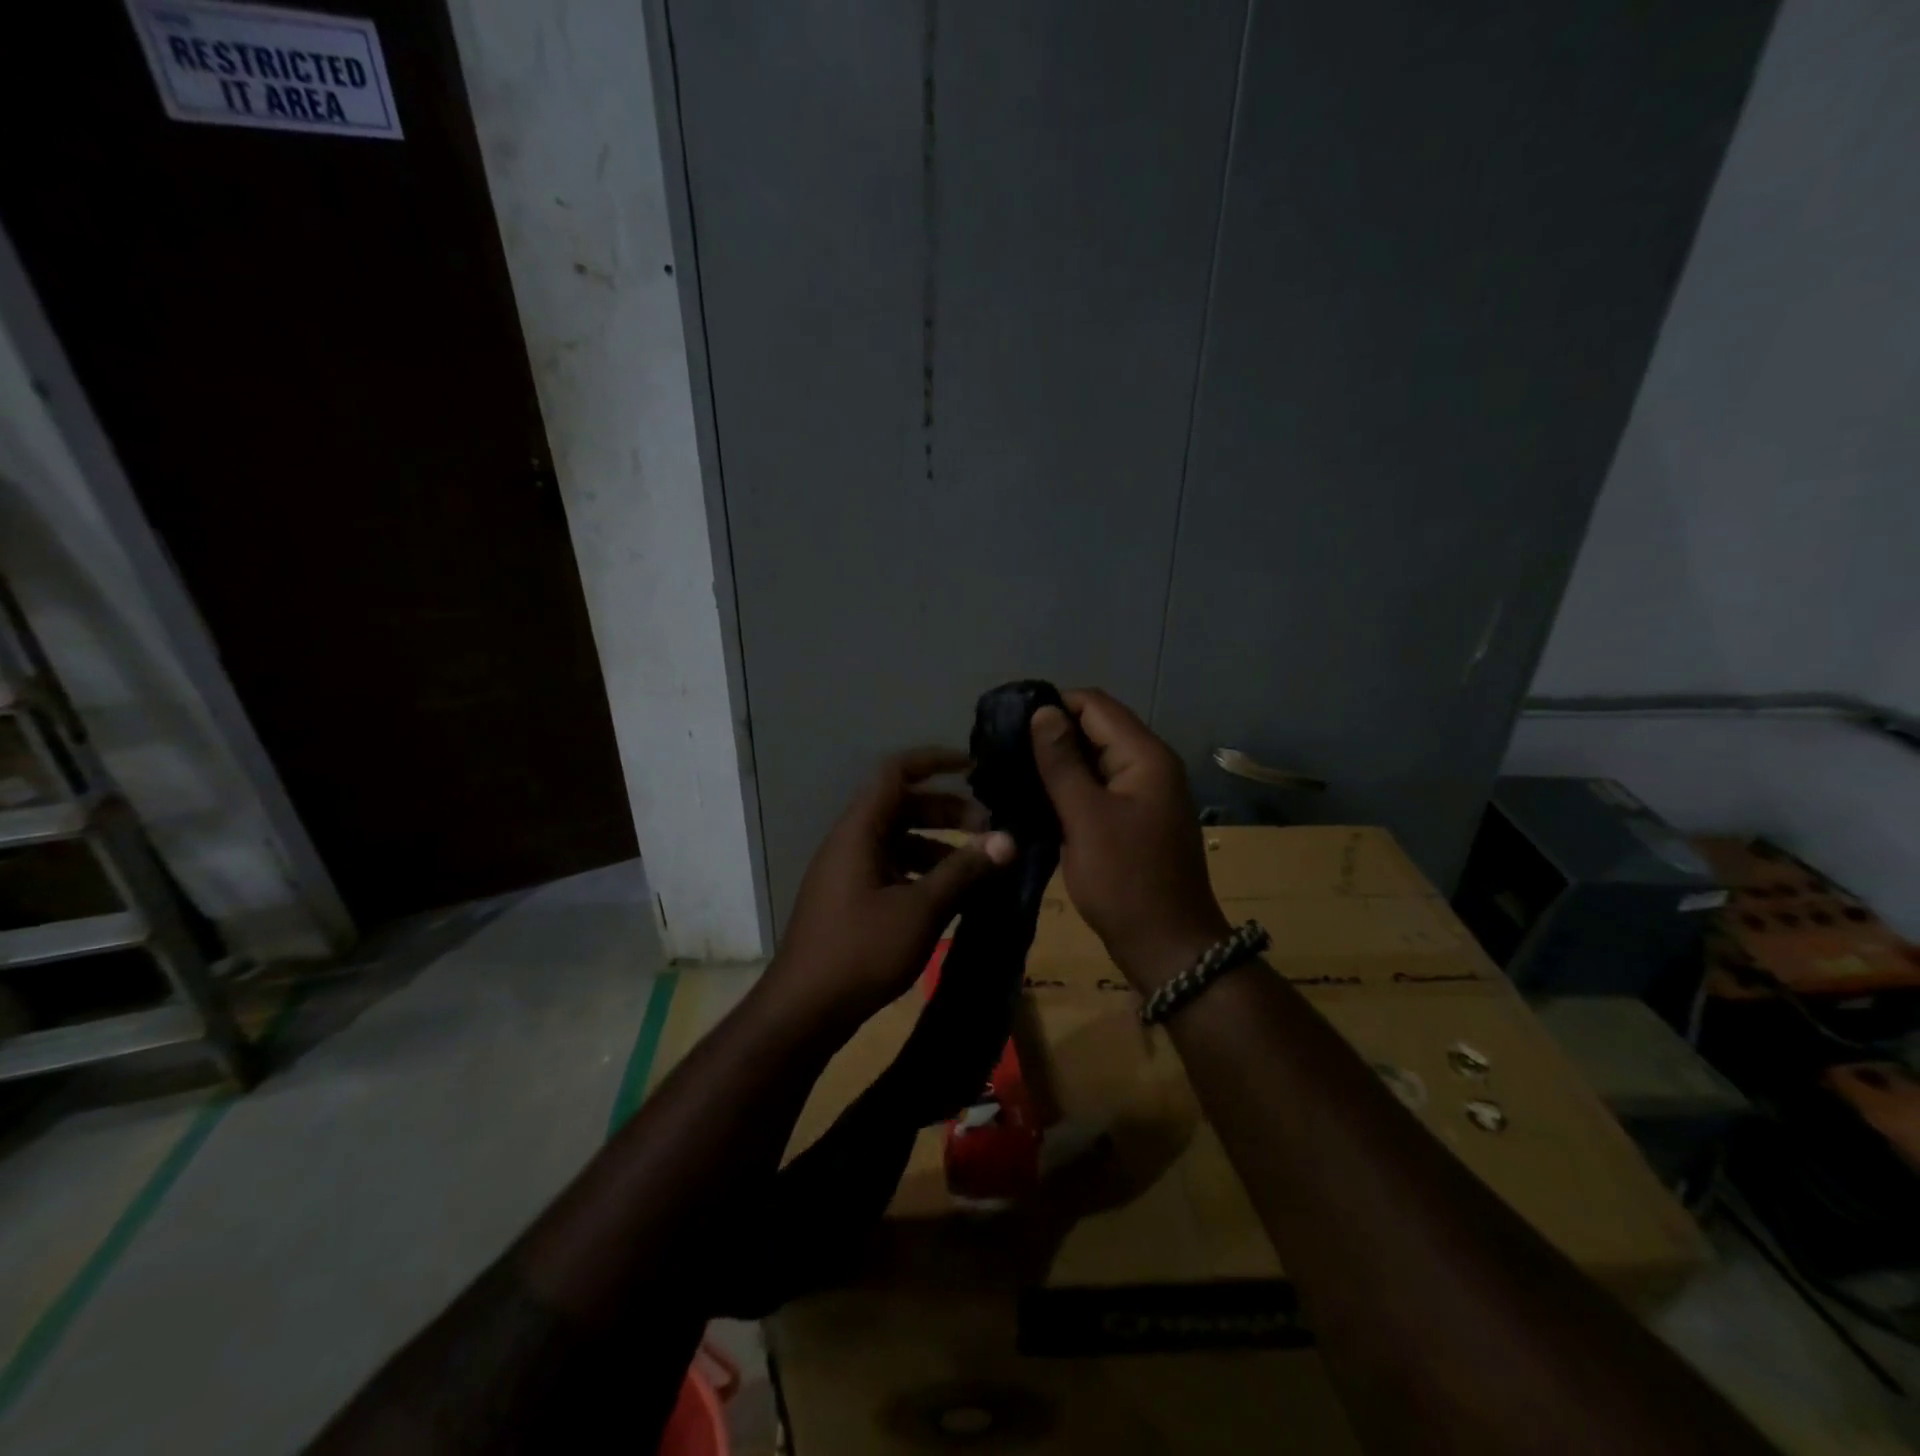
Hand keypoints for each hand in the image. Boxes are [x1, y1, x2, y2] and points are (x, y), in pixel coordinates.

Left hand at [764, 748, 1015, 1031]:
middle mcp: (851, 842)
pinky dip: (922, 873)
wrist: (803, 1011)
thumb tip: (1008, 839)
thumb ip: (964, 871)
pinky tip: (950, 897)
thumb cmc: (861, 951)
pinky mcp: (850, 900)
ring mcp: (848, 872)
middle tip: (990, 832)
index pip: (896, 772)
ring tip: (979, 869)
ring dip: (939, 846)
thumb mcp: (920, 910)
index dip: (934, 761)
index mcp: (860, 831)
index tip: (974, 767)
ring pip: (899, 841)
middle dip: (948, 812)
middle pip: (902, 807)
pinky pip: (891, 869)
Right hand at [1029, 691, 1229, 992]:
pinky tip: (1037, 797)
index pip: (1095, 704)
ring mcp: (1144, 793)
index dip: (1052, 705)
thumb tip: (1043, 711)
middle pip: (1097, 727)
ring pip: (1096, 758)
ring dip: (1059, 761)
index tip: (1008, 723)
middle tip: (1003, 749)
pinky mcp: (1134, 818)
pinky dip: (1071, 786)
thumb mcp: (1086, 817)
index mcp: (1145, 756)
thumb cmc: (1125, 880)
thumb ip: (1062, 762)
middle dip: (1052, 733)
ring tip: (1012, 770)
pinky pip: (1099, 786)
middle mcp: (1150, 765)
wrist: (1167, 947)